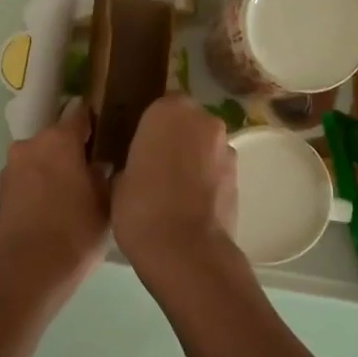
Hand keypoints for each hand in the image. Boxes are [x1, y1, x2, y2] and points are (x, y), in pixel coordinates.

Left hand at [0, 101, 110, 301]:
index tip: (108, 135)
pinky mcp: (2, 190)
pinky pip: (29, 176)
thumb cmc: (75, 233)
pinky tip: (56, 207)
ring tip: (75, 193)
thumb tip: (99, 164)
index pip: (80, 113)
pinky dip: (41, 184)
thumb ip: (104, 174)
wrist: (26, 272)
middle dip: (74, 149)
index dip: (95, 122)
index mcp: (59, 139)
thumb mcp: (106, 203)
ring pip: (41, 157)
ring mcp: (12, 166)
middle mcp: (31, 144)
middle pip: (58, 136)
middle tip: (95, 171)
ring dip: (55, 167)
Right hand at [112, 96, 237, 272]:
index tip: (134, 144)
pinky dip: (204, 179)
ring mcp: (226, 148)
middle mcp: (204, 120)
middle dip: (172, 138)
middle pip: (185, 121)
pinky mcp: (239, 176)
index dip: (146, 125)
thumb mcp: (118, 178)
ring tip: (170, 188)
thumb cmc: (142, 207)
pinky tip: (187, 203)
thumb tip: (136, 163)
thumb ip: (131, 158)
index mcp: (169, 110)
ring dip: (191, 158)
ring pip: (203, 145)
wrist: (187, 252)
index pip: (157, 104)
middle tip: (151, 164)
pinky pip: (214, 169)